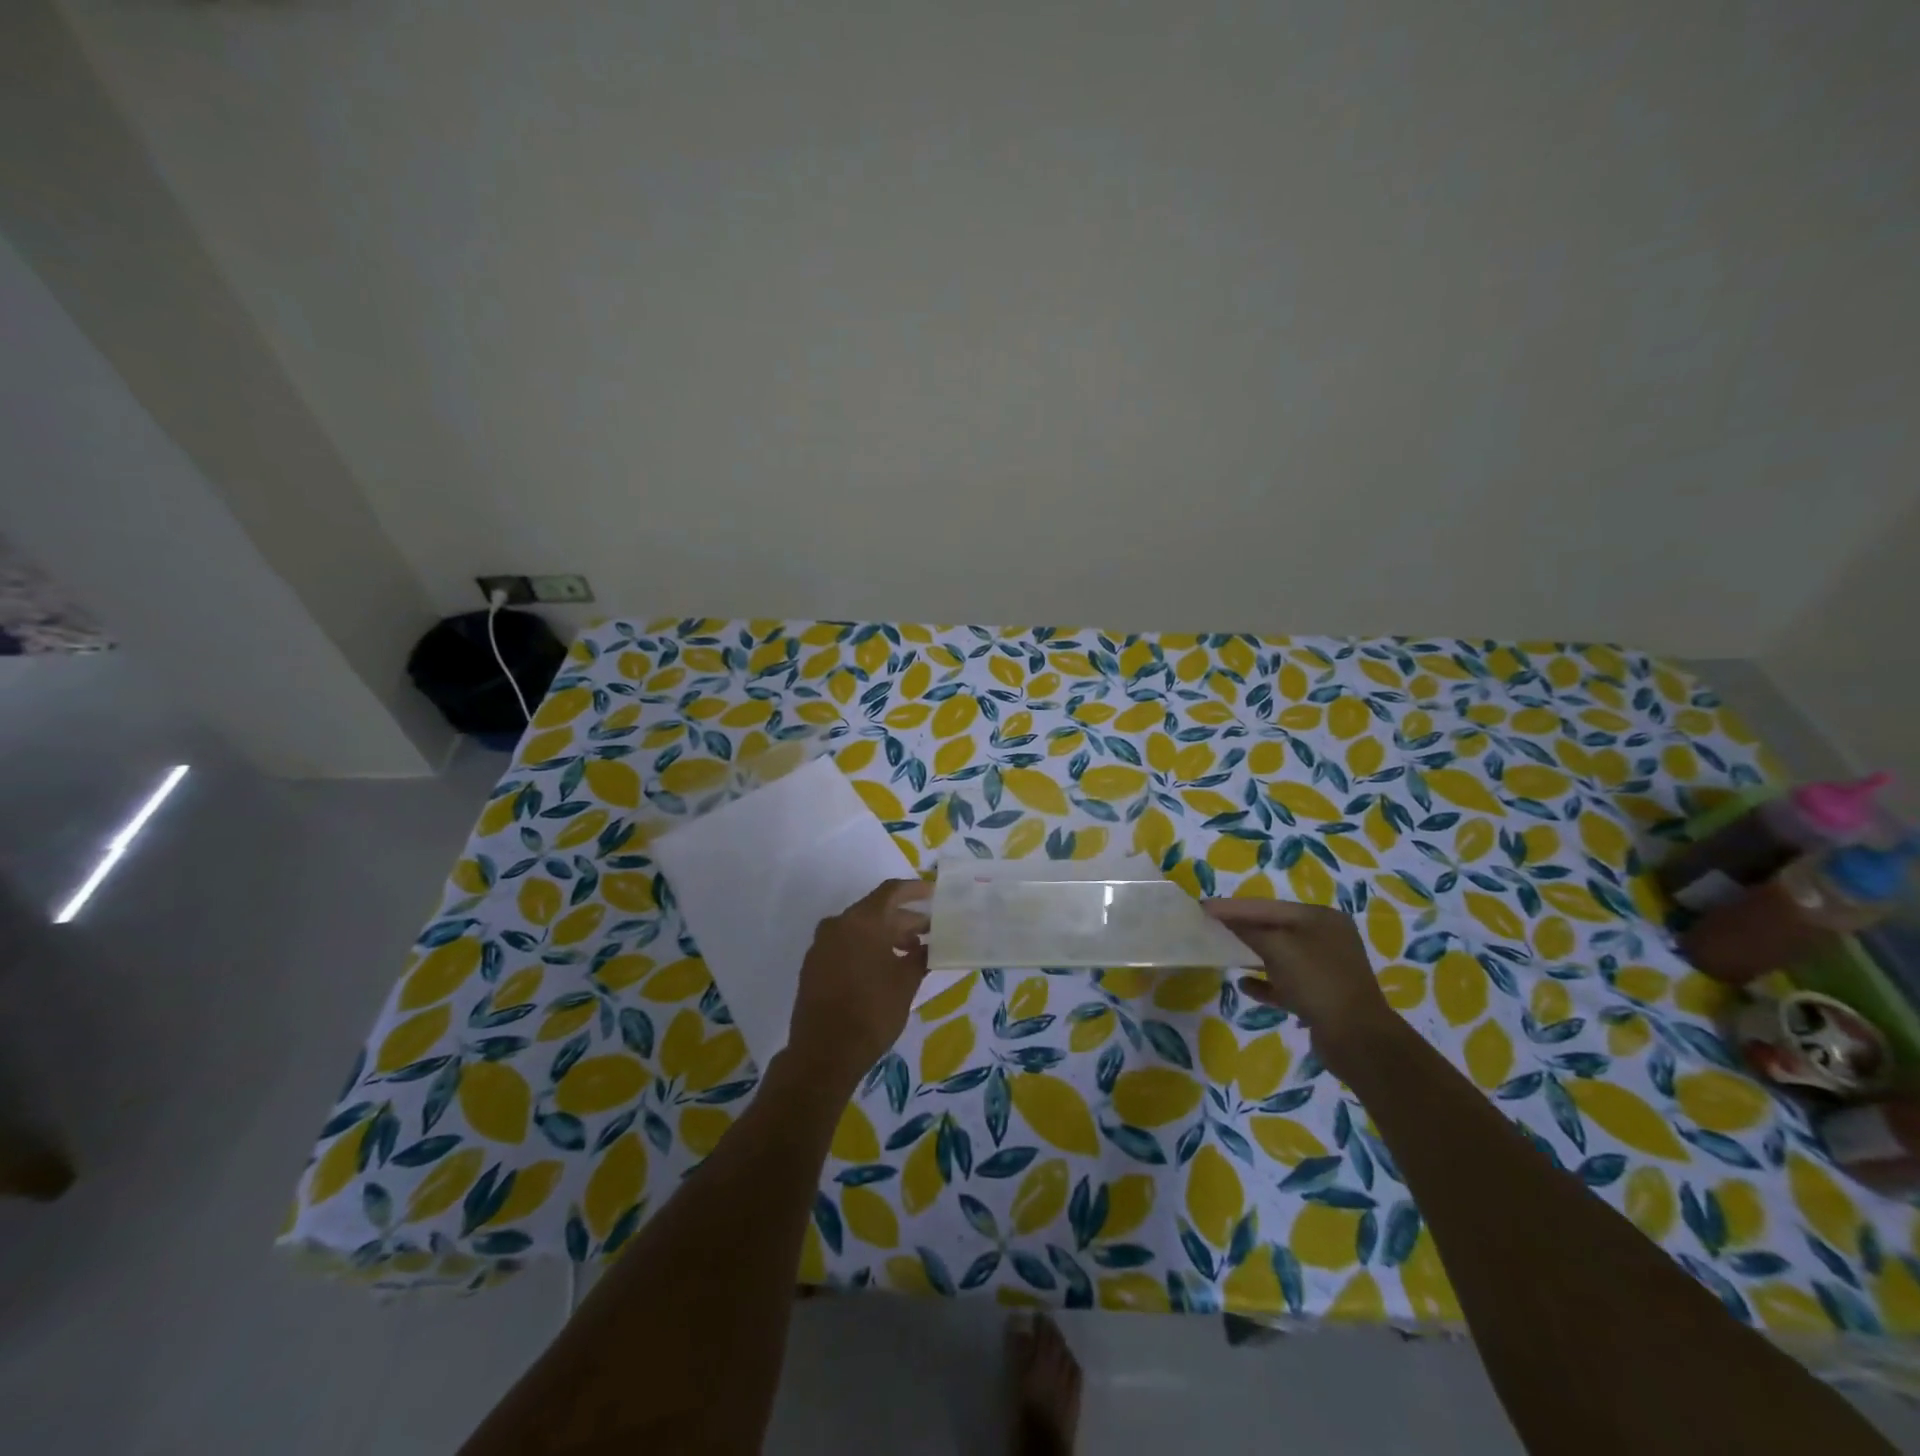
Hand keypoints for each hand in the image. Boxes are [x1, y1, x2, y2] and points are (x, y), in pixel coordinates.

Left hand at [785, 879, 931, 1091]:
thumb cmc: (872, 1012)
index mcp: (861, 921)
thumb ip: (921, 956)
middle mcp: (838, 924)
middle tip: (931, 932)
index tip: (934, 894)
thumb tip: (932, 945)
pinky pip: (846, 945)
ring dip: (887, 936)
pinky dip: (868, 948)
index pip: (891, 891)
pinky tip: (885, 967)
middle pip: (876, 911)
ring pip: (861, 929)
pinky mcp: (814, 965)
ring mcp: (822, 945)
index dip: (915, 890)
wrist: (824, 1053)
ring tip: (912, 953)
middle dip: (905, 920)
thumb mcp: (906, 982)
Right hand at [1203, 899, 1395, 1075]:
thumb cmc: (1317, 982)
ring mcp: (1325, 969)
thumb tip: (1222, 917)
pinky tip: (1244, 985)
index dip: (1234, 907)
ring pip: (1279, 955)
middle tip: (1209, 927)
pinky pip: (1285, 983)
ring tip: (1222, 952)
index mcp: (1321, 918)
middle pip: (1274, 928)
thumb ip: (1247, 929)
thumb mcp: (1278, 948)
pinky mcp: (1320, 996)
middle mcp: (1326, 938)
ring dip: (1251, 954)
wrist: (1357, 1040)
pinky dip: (1264, 982)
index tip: (1202, 907)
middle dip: (1242, 928)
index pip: (1268, 906)